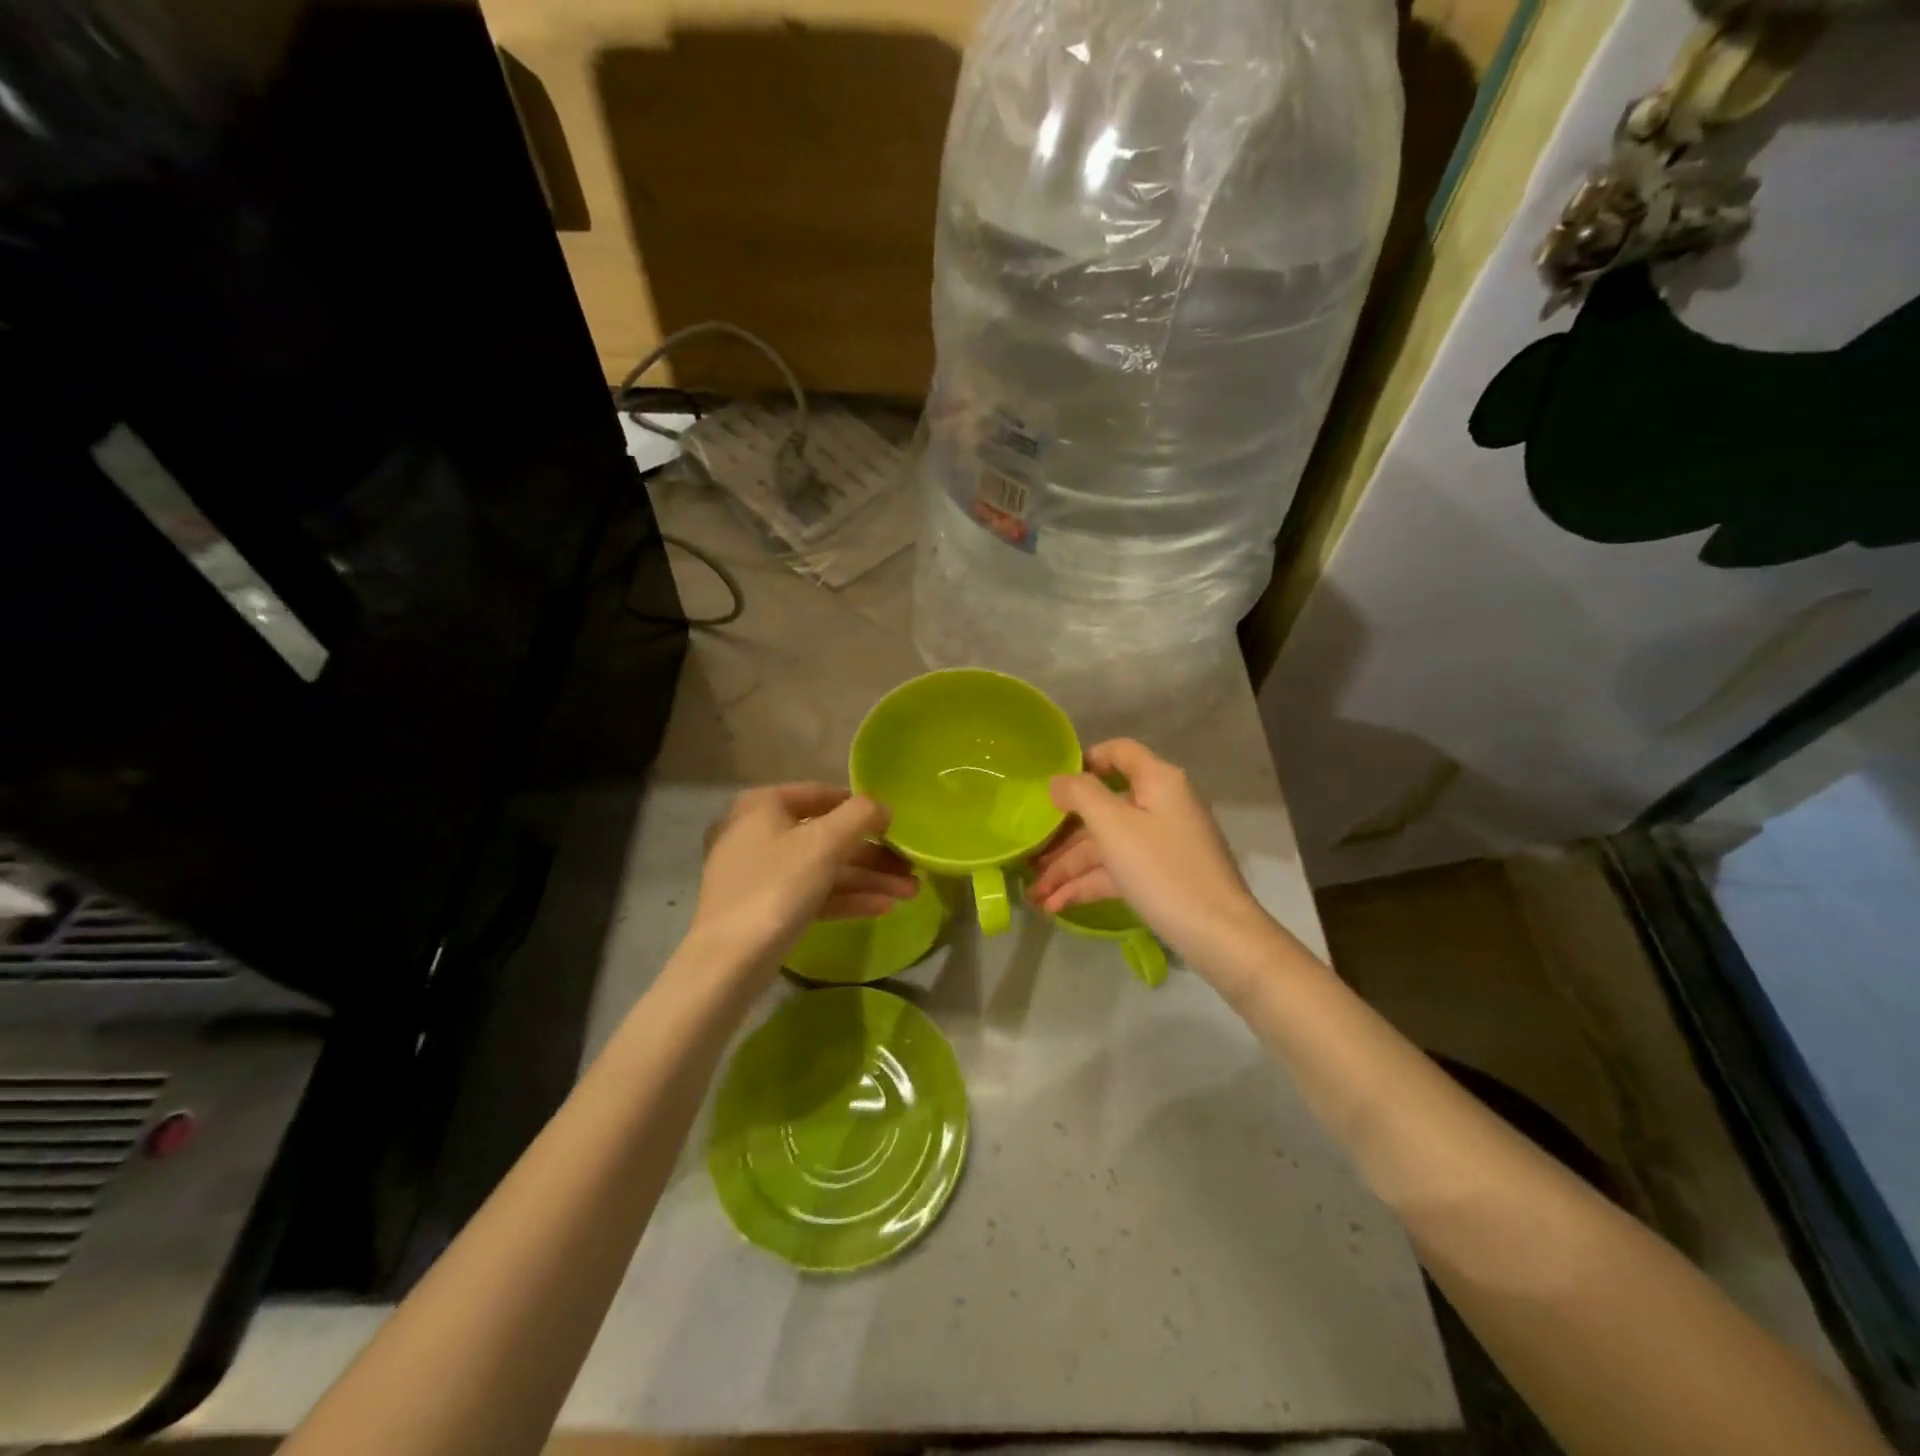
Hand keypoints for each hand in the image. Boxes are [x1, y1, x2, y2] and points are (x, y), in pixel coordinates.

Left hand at [692, 784, 915, 966]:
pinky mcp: (764, 908)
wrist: (729, 961)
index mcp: (762, 805)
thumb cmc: (776, 886)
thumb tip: (883, 807)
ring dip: (867, 879)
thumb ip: (860, 816)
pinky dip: (845, 898)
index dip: (860, 807)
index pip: (820, 794)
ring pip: (822, 868)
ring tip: (910, 892)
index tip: (893, 824)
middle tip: (910, 868)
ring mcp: (759, 873)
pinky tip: (882, 908)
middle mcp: (756, 832)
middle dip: (872, 854)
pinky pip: (811, 893)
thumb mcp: (824, 843)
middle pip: (826, 836)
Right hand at [1027, 740, 1270, 965]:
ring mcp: (1160, 843)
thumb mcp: (1114, 826)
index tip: (1050, 786)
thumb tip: (1058, 781)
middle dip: (1062, 834)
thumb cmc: (1162, 869)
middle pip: (1103, 807)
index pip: (1117, 752)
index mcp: (1157, 781)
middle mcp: (1160, 805)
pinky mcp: (1159, 876)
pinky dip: (1087, 884)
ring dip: (1067, 868)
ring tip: (1033, 894)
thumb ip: (1080, 794)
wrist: (1218, 935)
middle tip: (1027, 854)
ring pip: (1105, 845)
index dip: (1083, 762)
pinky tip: (1055, 906)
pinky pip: (1116, 870)